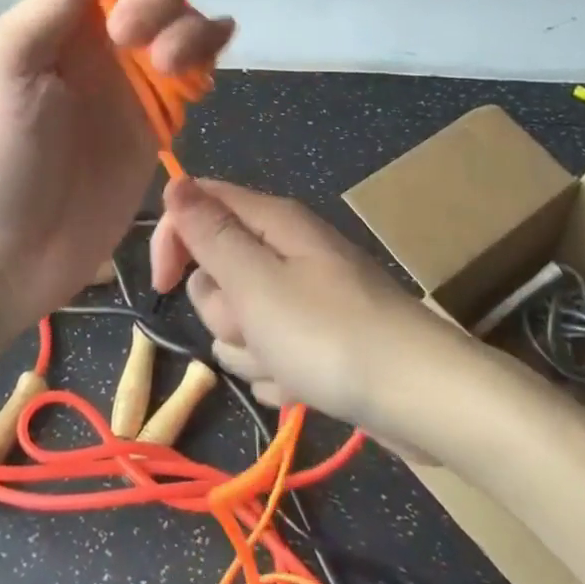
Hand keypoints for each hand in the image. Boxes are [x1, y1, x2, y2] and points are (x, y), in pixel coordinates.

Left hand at [0, 0, 231, 332]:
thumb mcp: (6, 69)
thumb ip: (49, 3)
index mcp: (50, 24)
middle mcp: (92, 46)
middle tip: (132, 39)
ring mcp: (127, 87)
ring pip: (179, 26)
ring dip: (187, 26)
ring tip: (169, 64)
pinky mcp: (153, 126)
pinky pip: (192, 75)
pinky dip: (208, 53)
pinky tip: (213, 54)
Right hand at [149, 178, 471, 434]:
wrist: (422, 401)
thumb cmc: (330, 336)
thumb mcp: (256, 282)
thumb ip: (211, 234)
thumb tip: (175, 182)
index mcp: (274, 222)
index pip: (200, 203)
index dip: (173, 239)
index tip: (162, 285)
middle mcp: (288, 251)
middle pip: (217, 270)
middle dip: (222, 308)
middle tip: (256, 325)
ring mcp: (305, 297)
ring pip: (240, 320)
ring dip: (250, 349)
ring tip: (288, 364)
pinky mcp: (319, 340)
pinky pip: (271, 352)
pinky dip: (279, 373)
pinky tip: (305, 385)